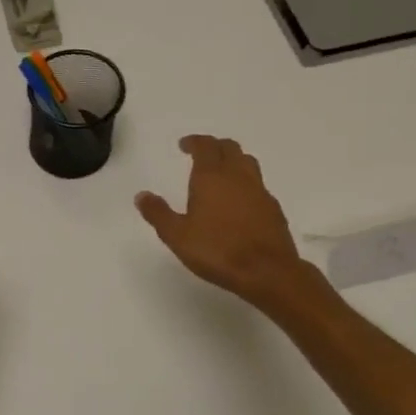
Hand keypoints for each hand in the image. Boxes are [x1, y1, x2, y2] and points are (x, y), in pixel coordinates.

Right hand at [136, 136, 315, 310]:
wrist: (268, 272)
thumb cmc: (217, 250)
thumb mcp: (176, 235)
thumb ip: (158, 213)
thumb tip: (142, 195)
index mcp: (212, 177)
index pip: (205, 146)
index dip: (194, 142)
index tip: (184, 145)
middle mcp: (238, 177)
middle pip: (230, 148)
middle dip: (214, 146)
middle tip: (201, 153)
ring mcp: (260, 191)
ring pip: (247, 163)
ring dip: (233, 160)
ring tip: (221, 172)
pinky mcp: (274, 209)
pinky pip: (258, 185)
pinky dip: (246, 183)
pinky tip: (239, 201)